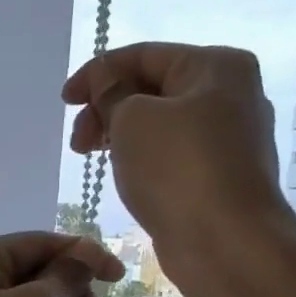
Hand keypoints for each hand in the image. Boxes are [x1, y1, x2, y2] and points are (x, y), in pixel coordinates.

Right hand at [63, 42, 295, 296]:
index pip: (144, 55)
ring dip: (120, 135)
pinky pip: (171, 154)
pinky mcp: (220, 175)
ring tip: (95, 159)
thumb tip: (106, 81)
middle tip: (78, 143)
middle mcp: (231, 94)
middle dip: (107, 108)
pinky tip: (124, 175)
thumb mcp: (132, 118)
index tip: (64, 102)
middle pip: (152, 88)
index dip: (97, 73)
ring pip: (160, 123)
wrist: (226, 242)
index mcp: (216, 66)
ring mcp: (229, 137)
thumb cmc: (178, 168)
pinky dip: (141, 157)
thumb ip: (111, 92)